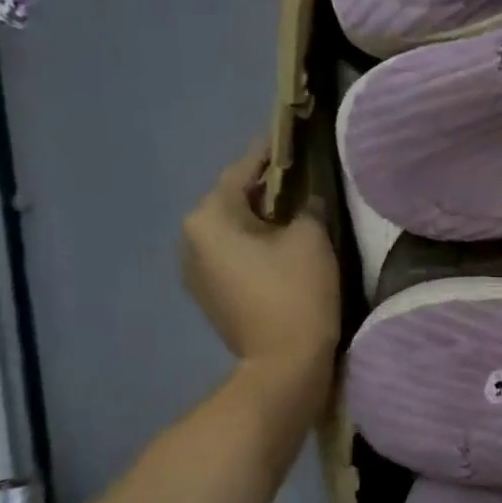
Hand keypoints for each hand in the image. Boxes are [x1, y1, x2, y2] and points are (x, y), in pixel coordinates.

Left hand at [181, 143, 339, 369]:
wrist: (284, 364)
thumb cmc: (296, 293)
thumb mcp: (311, 238)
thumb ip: (308, 205)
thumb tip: (307, 198)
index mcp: (208, 218)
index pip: (242, 170)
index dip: (271, 153)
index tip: (290, 137)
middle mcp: (190, 240)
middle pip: (233, 201)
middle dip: (266, 191)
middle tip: (302, 181)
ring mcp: (195, 272)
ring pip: (232, 232)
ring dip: (259, 222)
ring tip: (295, 217)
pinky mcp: (210, 296)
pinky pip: (232, 257)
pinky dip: (254, 248)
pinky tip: (281, 251)